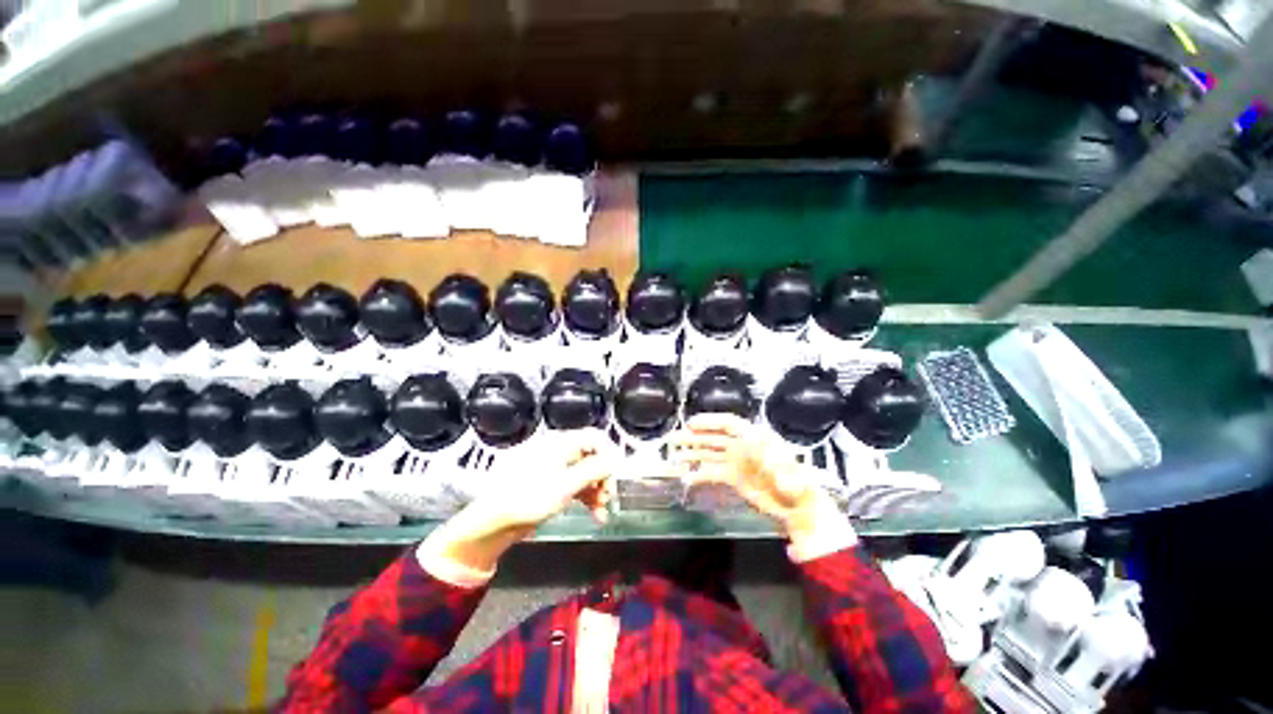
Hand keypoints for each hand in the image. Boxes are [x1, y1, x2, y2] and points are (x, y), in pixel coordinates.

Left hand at [478, 428, 616, 529]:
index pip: (594, 437)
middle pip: (591, 457)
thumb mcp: (567, 484)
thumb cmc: (529, 498)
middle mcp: (558, 451)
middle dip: (603, 477)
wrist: (492, 523)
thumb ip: (595, 469)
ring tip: (602, 511)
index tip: (617, 474)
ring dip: (596, 491)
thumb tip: (618, 456)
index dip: (609, 453)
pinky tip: (593, 515)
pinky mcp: (549, 484)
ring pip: (584, 473)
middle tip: (608, 497)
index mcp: (560, 443)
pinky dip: (585, 498)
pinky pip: (573, 485)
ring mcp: (553, 468)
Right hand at [671, 413, 834, 539]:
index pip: (729, 424)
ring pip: (710, 454)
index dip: (710, 421)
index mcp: (755, 438)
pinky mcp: (734, 478)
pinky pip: (713, 472)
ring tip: (675, 456)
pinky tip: (688, 478)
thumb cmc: (798, 486)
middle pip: (715, 437)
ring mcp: (737, 462)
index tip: (691, 423)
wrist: (798, 509)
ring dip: (693, 454)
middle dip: (695, 437)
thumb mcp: (791, 474)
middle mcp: (743, 446)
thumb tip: (763, 459)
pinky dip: (700, 474)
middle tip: (675, 438)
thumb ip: (778, 467)